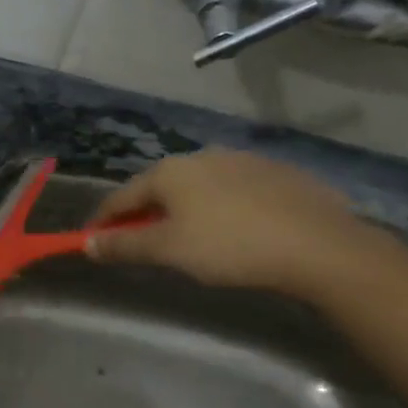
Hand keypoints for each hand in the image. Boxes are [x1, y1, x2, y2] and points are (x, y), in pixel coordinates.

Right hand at [86, 150, 386, 298]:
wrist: (320, 246)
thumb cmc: (230, 247)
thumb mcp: (168, 251)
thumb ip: (123, 245)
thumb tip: (87, 243)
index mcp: (170, 171)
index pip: (121, 196)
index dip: (103, 221)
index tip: (92, 242)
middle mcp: (202, 156)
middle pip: (159, 188)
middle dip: (144, 214)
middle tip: (141, 243)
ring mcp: (243, 161)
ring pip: (198, 187)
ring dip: (183, 209)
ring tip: (189, 238)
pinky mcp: (278, 173)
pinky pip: (234, 190)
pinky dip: (221, 208)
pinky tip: (235, 231)